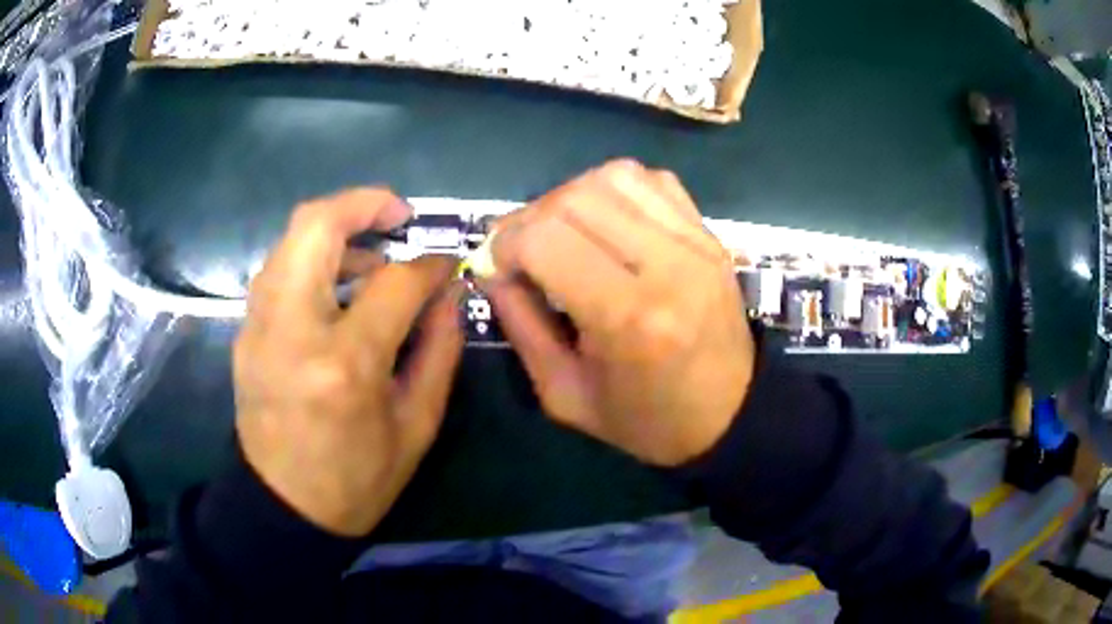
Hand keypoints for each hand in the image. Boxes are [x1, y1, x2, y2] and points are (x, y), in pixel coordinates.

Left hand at [234, 188, 462, 535]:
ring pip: (290, 238)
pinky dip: (310, 258)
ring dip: (335, 229)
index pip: (394, 282)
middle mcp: (292, 329)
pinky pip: (278, 268)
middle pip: (317, 225)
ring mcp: (259, 326)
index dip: (429, 266)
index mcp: (344, 364)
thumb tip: (448, 293)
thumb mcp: (417, 425)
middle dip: (364, 203)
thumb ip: (439, 349)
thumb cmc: (357, 479)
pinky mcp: (245, 331)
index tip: (447, 265)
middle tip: (398, 214)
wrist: (284, 506)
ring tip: (369, 257)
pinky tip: (334, 287)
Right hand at [487, 160, 754, 466]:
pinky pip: (651, 181)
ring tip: (563, 233)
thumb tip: (492, 269)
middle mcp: (666, 264)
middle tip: (522, 252)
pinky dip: (614, 191)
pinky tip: (607, 223)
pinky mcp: (709, 233)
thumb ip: (520, 325)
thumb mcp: (564, 394)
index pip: (545, 239)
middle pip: (575, 198)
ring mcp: (695, 241)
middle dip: (530, 219)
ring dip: (570, 198)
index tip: (497, 269)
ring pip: (613, 177)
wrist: (731, 414)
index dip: (505, 245)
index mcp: (629, 317)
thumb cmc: (646, 420)